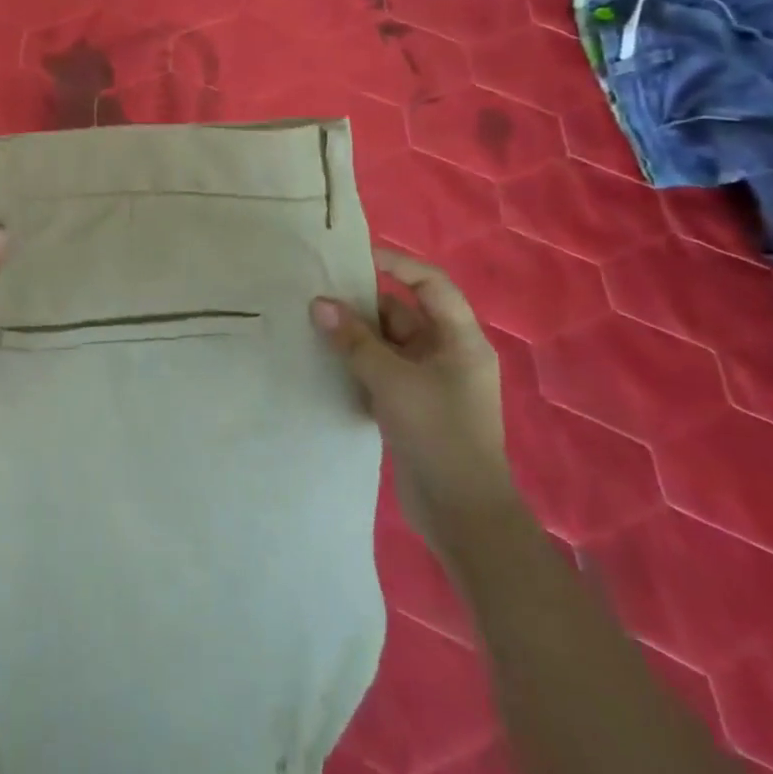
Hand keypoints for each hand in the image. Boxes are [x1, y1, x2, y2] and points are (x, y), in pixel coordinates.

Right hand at [310, 249, 514, 550]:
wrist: (461, 515)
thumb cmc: (438, 434)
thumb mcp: (392, 380)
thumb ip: (353, 340)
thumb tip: (318, 303)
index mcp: (459, 340)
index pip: (430, 284)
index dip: (397, 264)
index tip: (355, 258)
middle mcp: (447, 355)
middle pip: (402, 313)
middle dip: (362, 304)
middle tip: (317, 294)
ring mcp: (429, 382)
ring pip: (386, 344)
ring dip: (354, 337)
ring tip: (311, 324)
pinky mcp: (411, 407)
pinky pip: (379, 371)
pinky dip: (355, 364)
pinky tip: (323, 362)